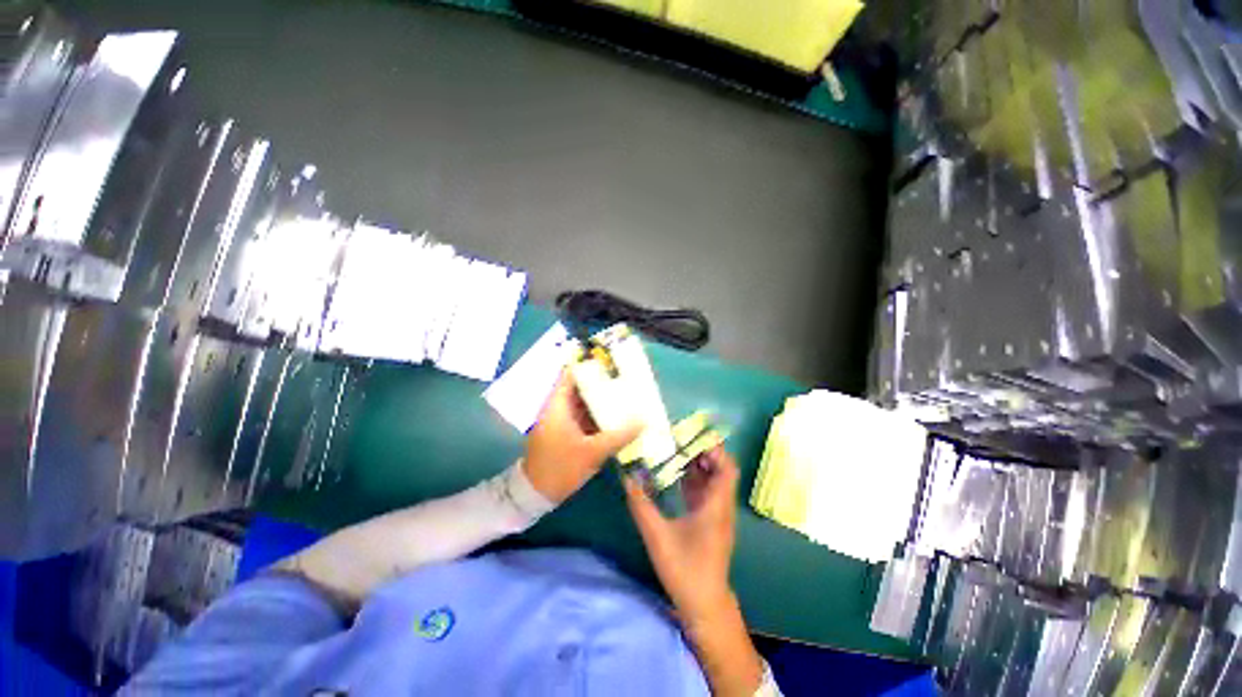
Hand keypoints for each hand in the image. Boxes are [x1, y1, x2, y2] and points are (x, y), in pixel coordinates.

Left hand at [524, 371, 640, 503]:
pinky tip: (613, 416)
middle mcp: (557, 408)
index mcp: (557, 405)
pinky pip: (582, 417)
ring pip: (581, 403)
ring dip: (599, 400)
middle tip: (623, 379)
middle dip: (600, 384)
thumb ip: (619, 436)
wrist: (535, 495)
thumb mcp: (593, 452)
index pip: (571, 375)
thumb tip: (643, 421)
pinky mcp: (564, 432)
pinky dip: (595, 415)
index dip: (589, 366)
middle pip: (579, 388)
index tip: (610, 364)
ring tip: (623, 394)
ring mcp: (560, 421)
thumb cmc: (561, 468)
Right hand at [624, 447, 764, 695]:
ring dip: (697, 466)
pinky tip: (676, 476)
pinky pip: (706, 493)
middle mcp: (721, 506)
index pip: (727, 468)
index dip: (714, 449)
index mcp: (716, 506)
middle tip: (679, 441)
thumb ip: (641, 504)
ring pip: (713, 481)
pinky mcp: (711, 523)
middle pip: (720, 470)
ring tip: (675, 452)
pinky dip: (694, 480)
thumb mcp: (658, 535)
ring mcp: (718, 515)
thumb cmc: (685, 569)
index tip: (693, 436)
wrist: (704, 605)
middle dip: (702, 453)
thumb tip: (627, 476)